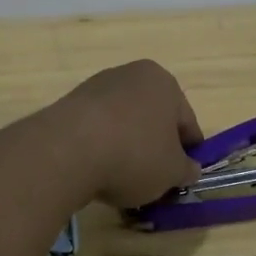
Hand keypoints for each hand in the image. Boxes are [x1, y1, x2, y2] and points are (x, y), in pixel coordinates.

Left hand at [56, 60, 203, 208]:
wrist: (67, 151)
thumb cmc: (134, 154)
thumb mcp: (172, 172)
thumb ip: (186, 170)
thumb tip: (189, 169)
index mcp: (164, 82)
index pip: (186, 122)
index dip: (188, 153)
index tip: (182, 177)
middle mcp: (131, 75)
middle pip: (153, 119)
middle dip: (155, 148)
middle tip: (154, 180)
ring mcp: (97, 87)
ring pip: (124, 124)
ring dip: (127, 148)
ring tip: (122, 180)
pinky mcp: (70, 104)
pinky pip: (97, 130)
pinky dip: (101, 148)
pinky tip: (97, 171)